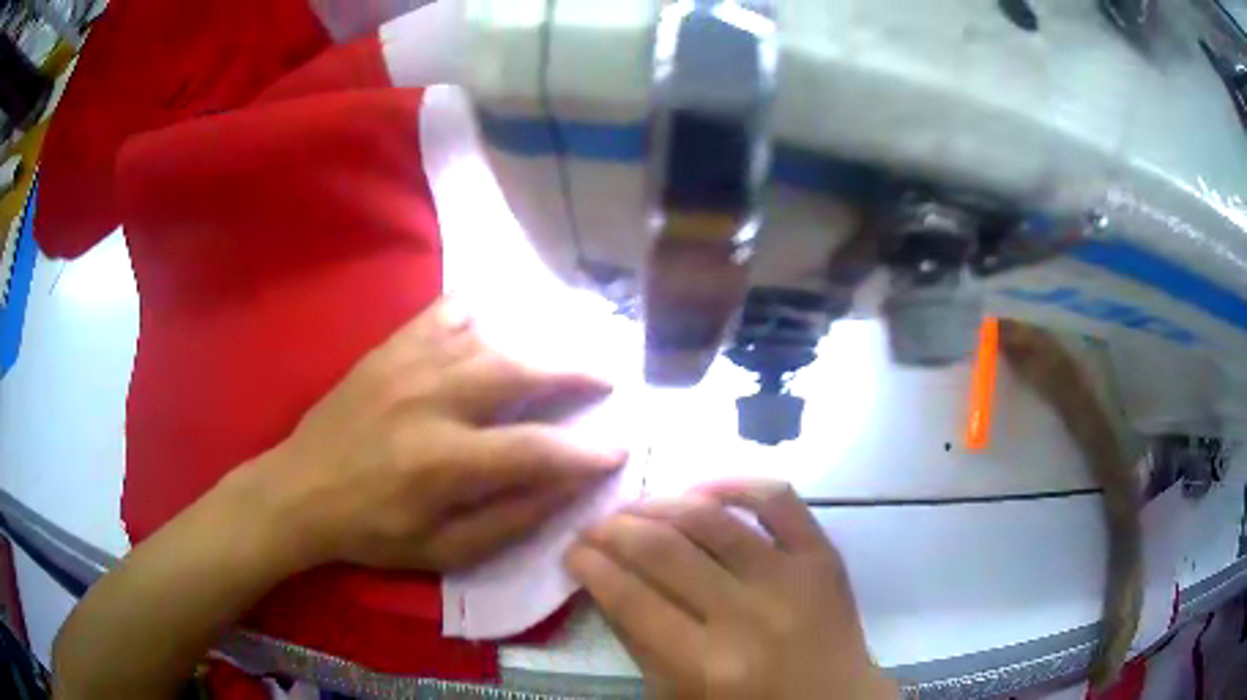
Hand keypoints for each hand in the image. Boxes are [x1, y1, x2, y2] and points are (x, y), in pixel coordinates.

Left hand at [239, 298, 627, 573]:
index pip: (535, 450)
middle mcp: (430, 401)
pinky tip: (488, 328)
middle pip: (519, 372)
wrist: (300, 490)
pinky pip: (443, 314)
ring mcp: (407, 364)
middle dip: (573, 373)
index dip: (585, 451)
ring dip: (532, 346)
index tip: (619, 448)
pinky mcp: (388, 348)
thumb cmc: (372, 531)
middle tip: (607, 376)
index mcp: (442, 462)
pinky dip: (475, 316)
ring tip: (557, 357)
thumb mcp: (442, 552)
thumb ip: (509, 521)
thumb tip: (565, 488)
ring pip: (488, 338)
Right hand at [566, 481, 896, 699]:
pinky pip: (779, 499)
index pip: (630, 599)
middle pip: (663, 551)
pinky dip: (736, 483)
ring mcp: (791, 580)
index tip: (572, 550)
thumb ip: (638, 642)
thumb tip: (604, 581)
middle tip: (595, 527)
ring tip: (637, 508)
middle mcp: (747, 616)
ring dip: (660, 504)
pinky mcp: (823, 556)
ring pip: (711, 519)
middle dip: (614, 531)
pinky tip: (703, 489)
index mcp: (706, 666)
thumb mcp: (678, 695)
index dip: (590, 566)